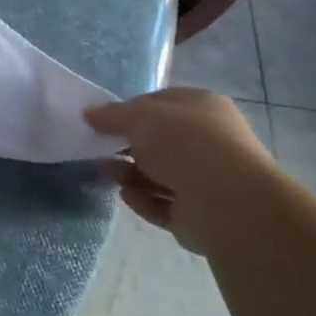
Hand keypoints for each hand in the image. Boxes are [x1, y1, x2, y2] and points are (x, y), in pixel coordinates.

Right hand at [84, 88, 278, 255]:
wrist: (226, 201)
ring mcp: (207, 178)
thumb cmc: (184, 143)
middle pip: (158, 142)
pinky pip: (163, 203)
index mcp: (202, 108)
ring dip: (130, 174)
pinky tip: (127, 196)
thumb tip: (89, 113)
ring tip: (106, 175)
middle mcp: (209, 140)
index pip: (160, 104)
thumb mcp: (138, 117)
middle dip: (127, 147)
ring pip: (159, 174)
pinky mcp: (200, 212)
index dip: (129, 111)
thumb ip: (111, 115)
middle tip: (99, 150)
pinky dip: (143, 200)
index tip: (103, 122)